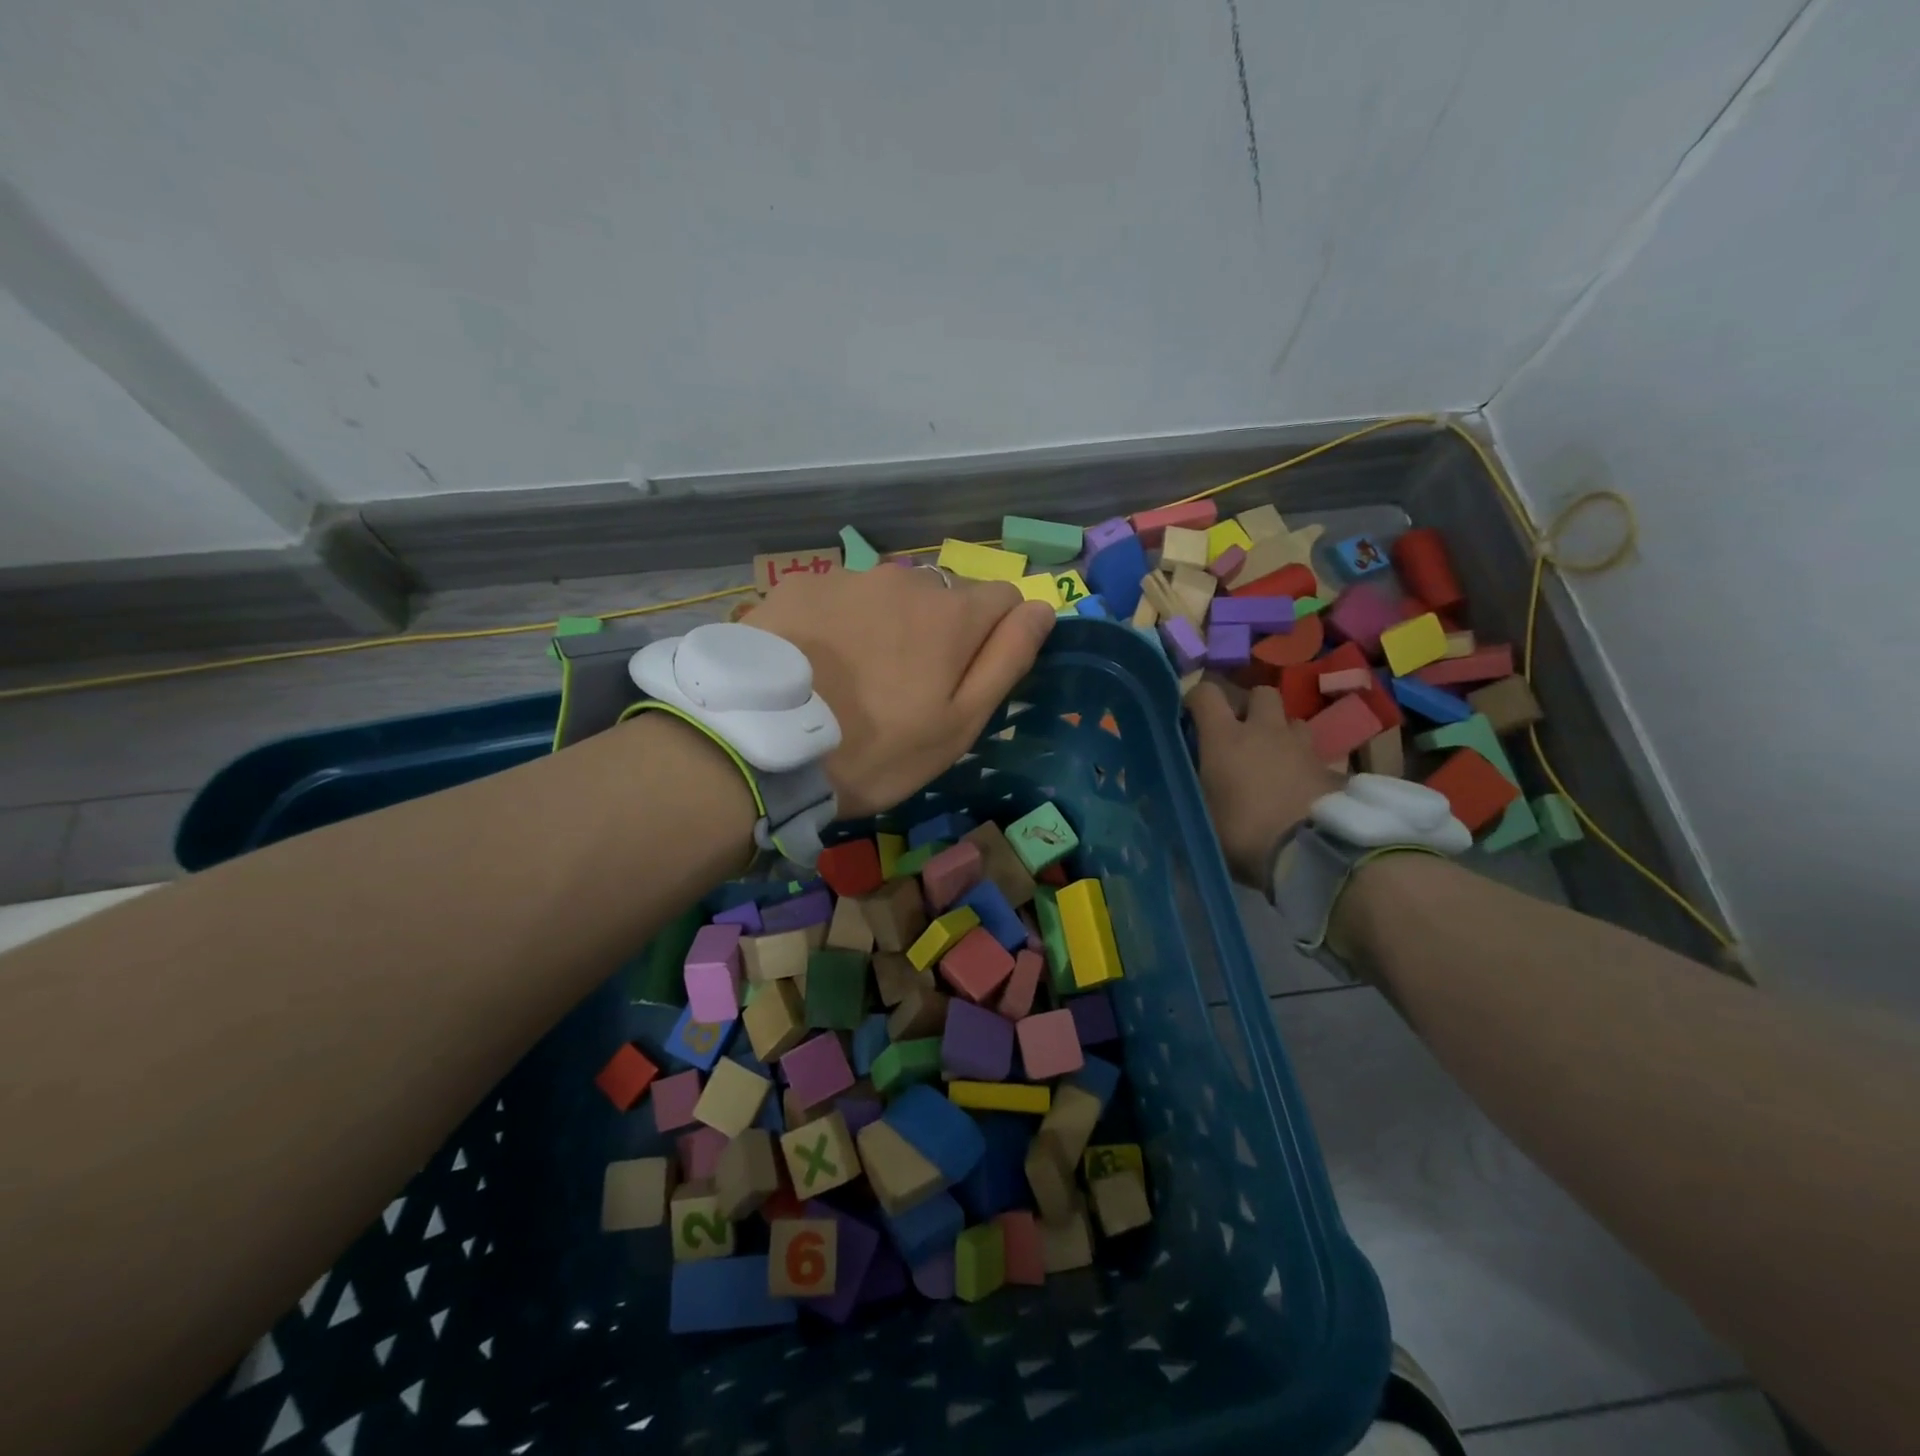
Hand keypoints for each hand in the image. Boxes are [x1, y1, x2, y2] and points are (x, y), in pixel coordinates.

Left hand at [744, 565, 1056, 816]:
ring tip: (856, 676)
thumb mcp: (959, 724)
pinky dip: (843, 621)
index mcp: (953, 614)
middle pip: (946, 595)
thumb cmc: (877, 749)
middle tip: (905, 687)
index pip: (1006, 598)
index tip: (967, 678)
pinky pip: (843, 596)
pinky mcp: (802, 585)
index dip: (996, 637)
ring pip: (893, 594)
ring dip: (891, 623)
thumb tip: (1043, 608)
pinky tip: (817, 662)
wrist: (763, 746)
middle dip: (940, 630)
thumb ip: (1008, 660)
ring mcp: (850, 578)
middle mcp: (907, 579)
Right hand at [1188, 682, 1344, 885]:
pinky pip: (1313, 754)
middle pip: (1260, 694)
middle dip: (1249, 707)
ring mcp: (1301, 746)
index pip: (1206, 693)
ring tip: (1270, 757)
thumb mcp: (1199, 820)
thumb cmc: (1242, 831)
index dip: (1195, 699)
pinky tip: (1296, 786)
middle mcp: (1264, 730)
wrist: (1310, 853)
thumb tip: (1153, 802)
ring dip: (1279, 732)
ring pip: (1291, 720)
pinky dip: (1302, 763)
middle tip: (1238, 733)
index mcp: (1225, 737)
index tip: (1188, 717)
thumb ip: (1181, 801)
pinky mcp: (1330, 768)